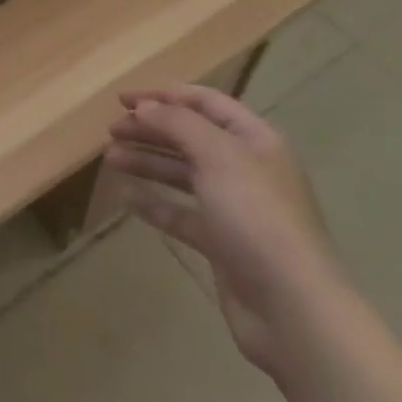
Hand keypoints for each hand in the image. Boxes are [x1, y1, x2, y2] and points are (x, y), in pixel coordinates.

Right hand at [107, 84, 348, 378]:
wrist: (291, 306)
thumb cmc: (256, 215)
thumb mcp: (217, 155)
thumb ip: (177, 124)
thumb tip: (144, 107)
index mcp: (254, 139)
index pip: (205, 102)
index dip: (164, 96)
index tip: (123, 100)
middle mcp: (245, 167)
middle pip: (191, 136)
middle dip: (151, 129)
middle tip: (111, 131)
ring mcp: (234, 207)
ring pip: (183, 173)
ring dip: (147, 161)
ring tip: (110, 158)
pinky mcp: (221, 243)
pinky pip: (181, 214)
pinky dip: (155, 203)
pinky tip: (126, 198)